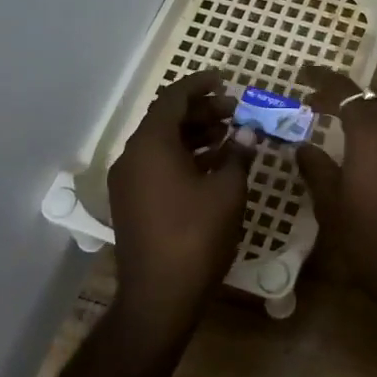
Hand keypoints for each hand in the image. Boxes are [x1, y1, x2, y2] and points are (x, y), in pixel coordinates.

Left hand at [107, 71, 251, 341]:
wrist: (160, 296)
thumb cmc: (196, 236)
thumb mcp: (227, 191)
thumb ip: (238, 154)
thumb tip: (247, 132)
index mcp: (151, 145)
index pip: (173, 98)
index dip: (200, 85)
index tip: (225, 80)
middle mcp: (133, 157)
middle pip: (167, 120)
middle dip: (202, 111)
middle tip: (236, 111)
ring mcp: (129, 181)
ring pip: (163, 143)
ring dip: (195, 135)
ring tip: (231, 136)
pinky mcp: (132, 202)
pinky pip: (158, 165)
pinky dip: (185, 157)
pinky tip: (215, 165)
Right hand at [296, 65, 376, 335]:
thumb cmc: (367, 237)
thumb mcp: (330, 203)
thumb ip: (316, 167)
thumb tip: (303, 146)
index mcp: (370, 129)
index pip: (343, 91)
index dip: (322, 82)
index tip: (306, 80)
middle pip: (376, 93)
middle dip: (350, 97)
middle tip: (330, 110)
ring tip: (373, 113)